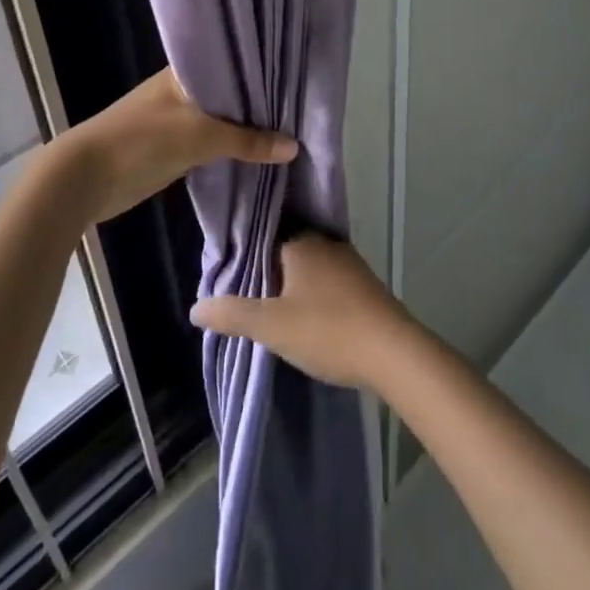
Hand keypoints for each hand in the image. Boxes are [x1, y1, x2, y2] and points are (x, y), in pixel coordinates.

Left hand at [48, 69, 296, 224]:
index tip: (295, 75)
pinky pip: (210, 143)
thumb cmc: (141, 140)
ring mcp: (176, 120)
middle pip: (228, 94)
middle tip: (302, 106)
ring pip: (221, 120)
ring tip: (290, 129)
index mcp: (183, 74)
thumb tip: (294, 147)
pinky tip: (258, 153)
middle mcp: (181, 91)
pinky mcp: (172, 148)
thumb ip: (246, 141)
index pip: (230, 63)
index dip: (260, 69)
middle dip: (258, 103)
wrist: (85, 178)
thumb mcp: (198, 136)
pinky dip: (230, 148)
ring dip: (246, 128)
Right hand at [191, 234, 415, 390]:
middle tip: (246, 297)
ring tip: (272, 309)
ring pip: (308, 267)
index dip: (245, 256)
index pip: (262, 236)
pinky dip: (313, 293)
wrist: (394, 353)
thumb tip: (195, 307)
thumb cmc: (328, 330)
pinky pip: (327, 280)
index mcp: (300, 242)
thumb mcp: (271, 326)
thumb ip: (232, 313)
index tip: (229, 276)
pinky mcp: (363, 285)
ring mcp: (348, 262)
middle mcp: (324, 242)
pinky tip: (307, 316)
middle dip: (268, 271)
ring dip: (292, 284)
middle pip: (285, 251)